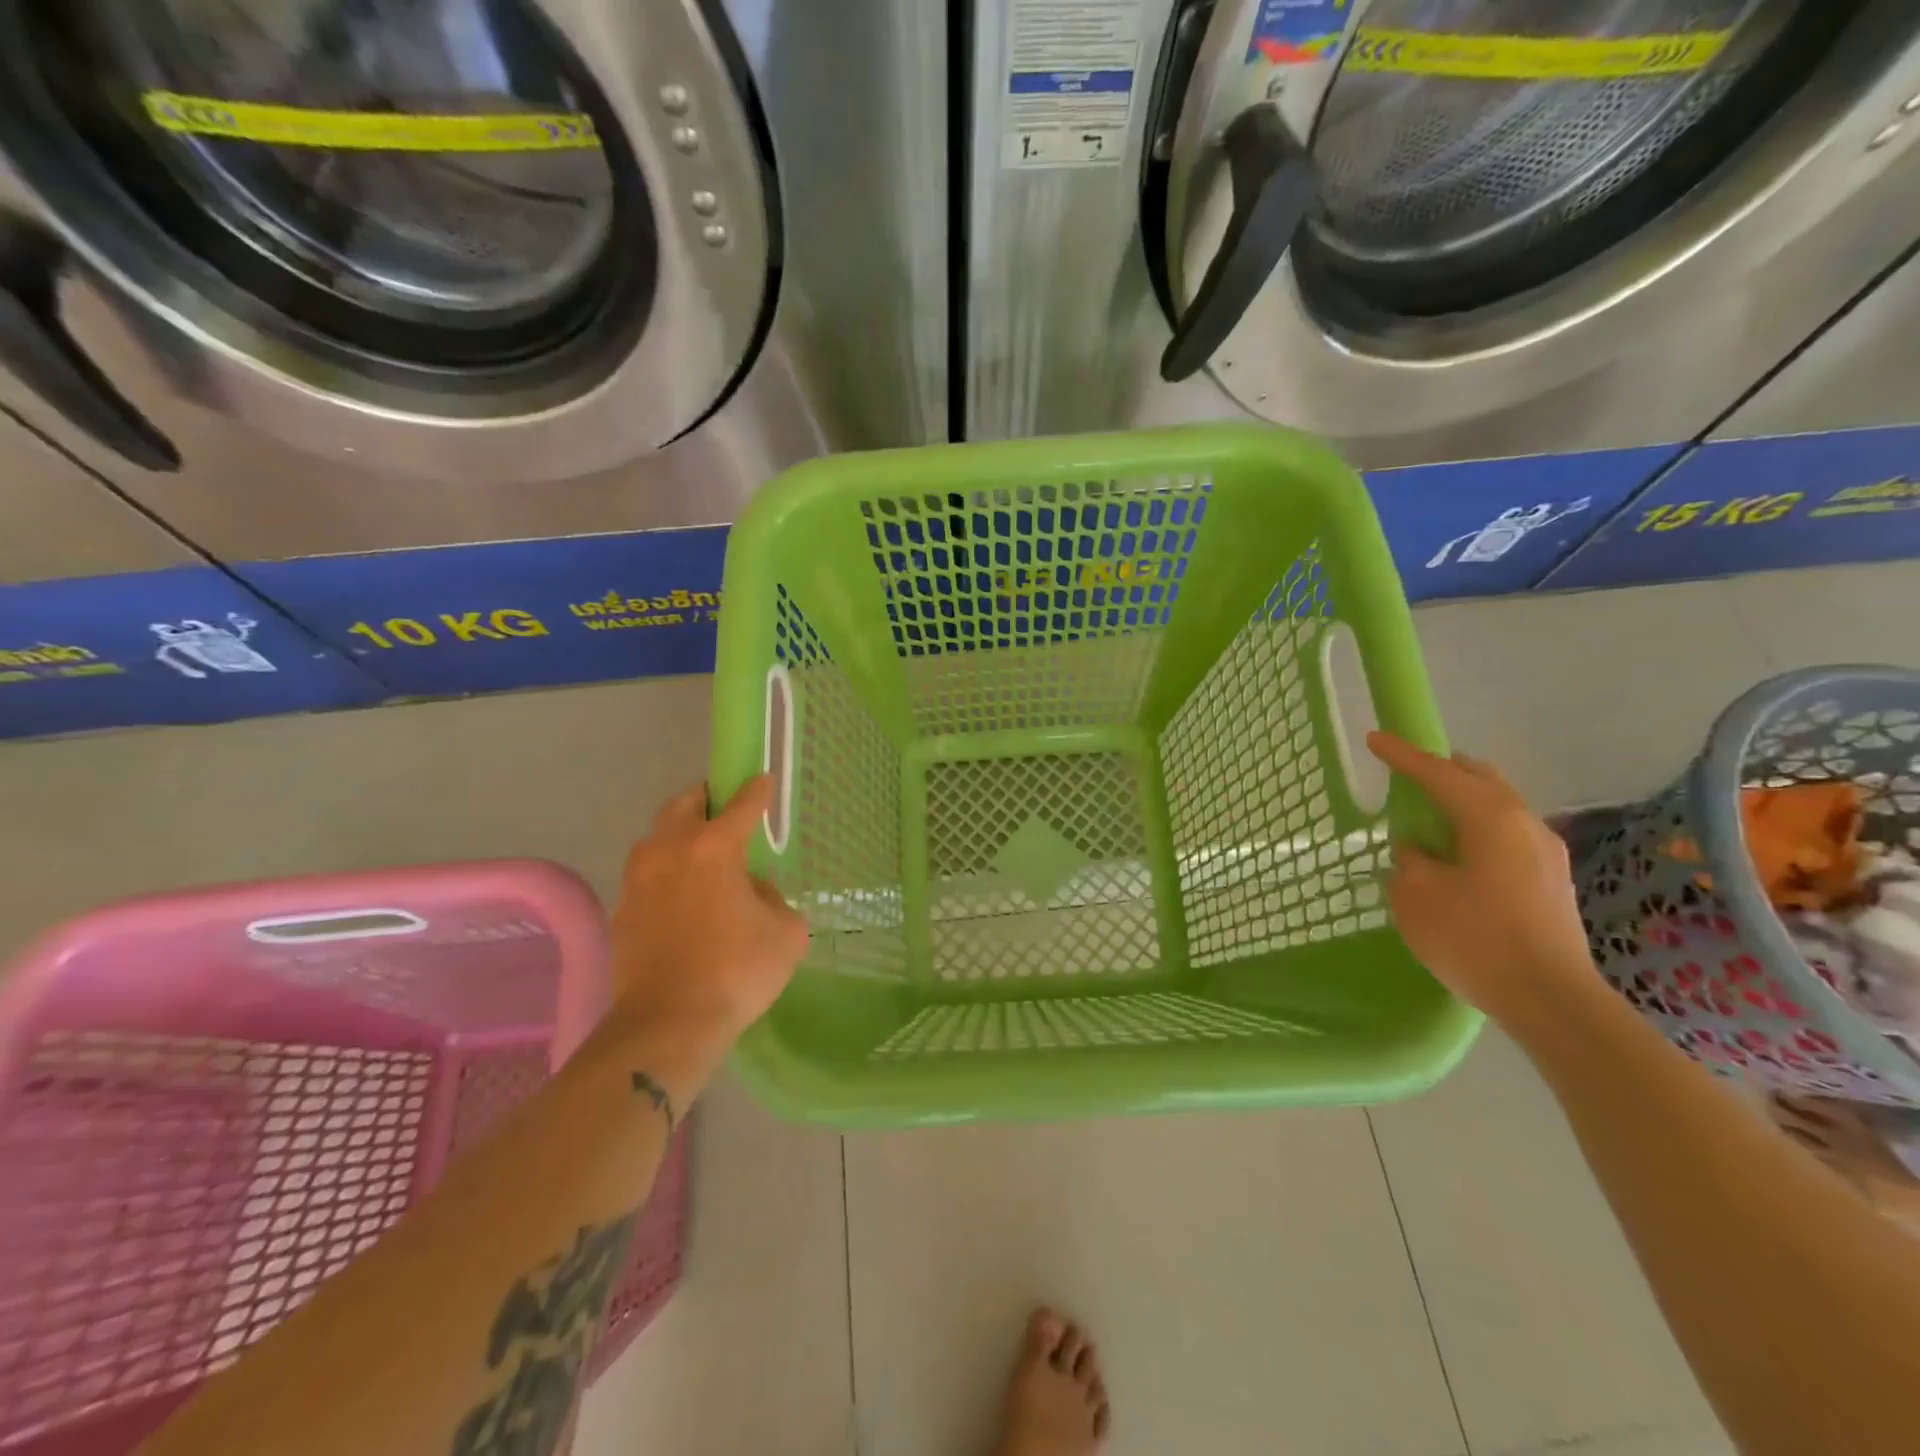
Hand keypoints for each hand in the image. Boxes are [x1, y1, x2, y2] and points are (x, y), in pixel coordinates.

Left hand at [607, 776, 809, 1048]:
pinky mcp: (621, 909)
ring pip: (657, 836)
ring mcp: (638, 879)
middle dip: (707, 799)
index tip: (764, 780)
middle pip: (685, 803)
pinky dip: (666, 872)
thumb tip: (750, 890)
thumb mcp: (785, 931)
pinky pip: (647, 874)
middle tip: (726, 812)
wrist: (667, 1024)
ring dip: (680, 834)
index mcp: (714, 846)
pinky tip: (682, 897)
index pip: (742, 803)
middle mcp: (669, 849)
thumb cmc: (736, 971)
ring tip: (702, 854)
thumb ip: (773, 897)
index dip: (757, 790)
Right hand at [1367, 732, 1597, 1028]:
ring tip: (1430, 818)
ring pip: (1498, 806)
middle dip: (1443, 770)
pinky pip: (1507, 834)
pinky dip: (1477, 829)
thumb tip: (1419, 851)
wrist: (1550, 1000)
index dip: (1402, 755)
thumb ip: (1410, 860)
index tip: (1375, 738)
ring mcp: (1546, 852)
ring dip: (1463, 801)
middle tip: (1409, 776)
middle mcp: (1524, 823)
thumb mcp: (1416, 895)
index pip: (1438, 772)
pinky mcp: (1552, 880)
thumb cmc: (1474, 938)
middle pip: (1480, 778)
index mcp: (1490, 817)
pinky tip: (1459, 855)